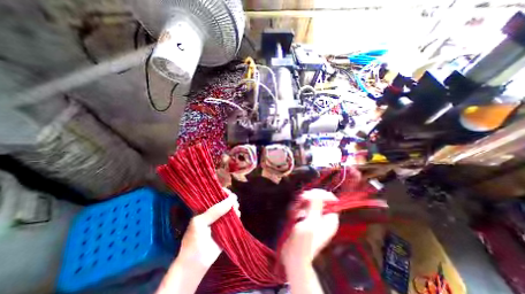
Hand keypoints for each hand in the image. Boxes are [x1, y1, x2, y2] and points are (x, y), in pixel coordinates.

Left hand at [178, 188, 240, 268]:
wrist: (196, 264)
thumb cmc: (194, 240)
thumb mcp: (201, 222)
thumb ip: (215, 210)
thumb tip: (232, 198)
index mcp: (204, 209)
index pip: (214, 196)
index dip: (222, 193)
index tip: (229, 193)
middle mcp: (214, 213)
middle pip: (224, 202)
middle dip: (230, 200)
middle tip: (234, 203)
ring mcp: (221, 220)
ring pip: (230, 209)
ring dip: (234, 207)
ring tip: (236, 210)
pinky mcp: (227, 228)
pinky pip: (234, 219)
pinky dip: (237, 216)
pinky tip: (238, 215)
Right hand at [281, 188, 338, 267]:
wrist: (293, 256)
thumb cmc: (303, 241)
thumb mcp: (311, 222)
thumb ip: (315, 206)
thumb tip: (318, 193)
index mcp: (330, 218)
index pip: (330, 199)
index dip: (320, 194)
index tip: (308, 195)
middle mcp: (323, 216)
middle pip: (318, 198)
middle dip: (308, 199)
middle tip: (300, 201)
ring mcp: (313, 217)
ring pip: (308, 202)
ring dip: (300, 204)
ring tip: (295, 212)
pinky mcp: (304, 219)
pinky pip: (301, 207)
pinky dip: (296, 208)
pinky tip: (292, 215)